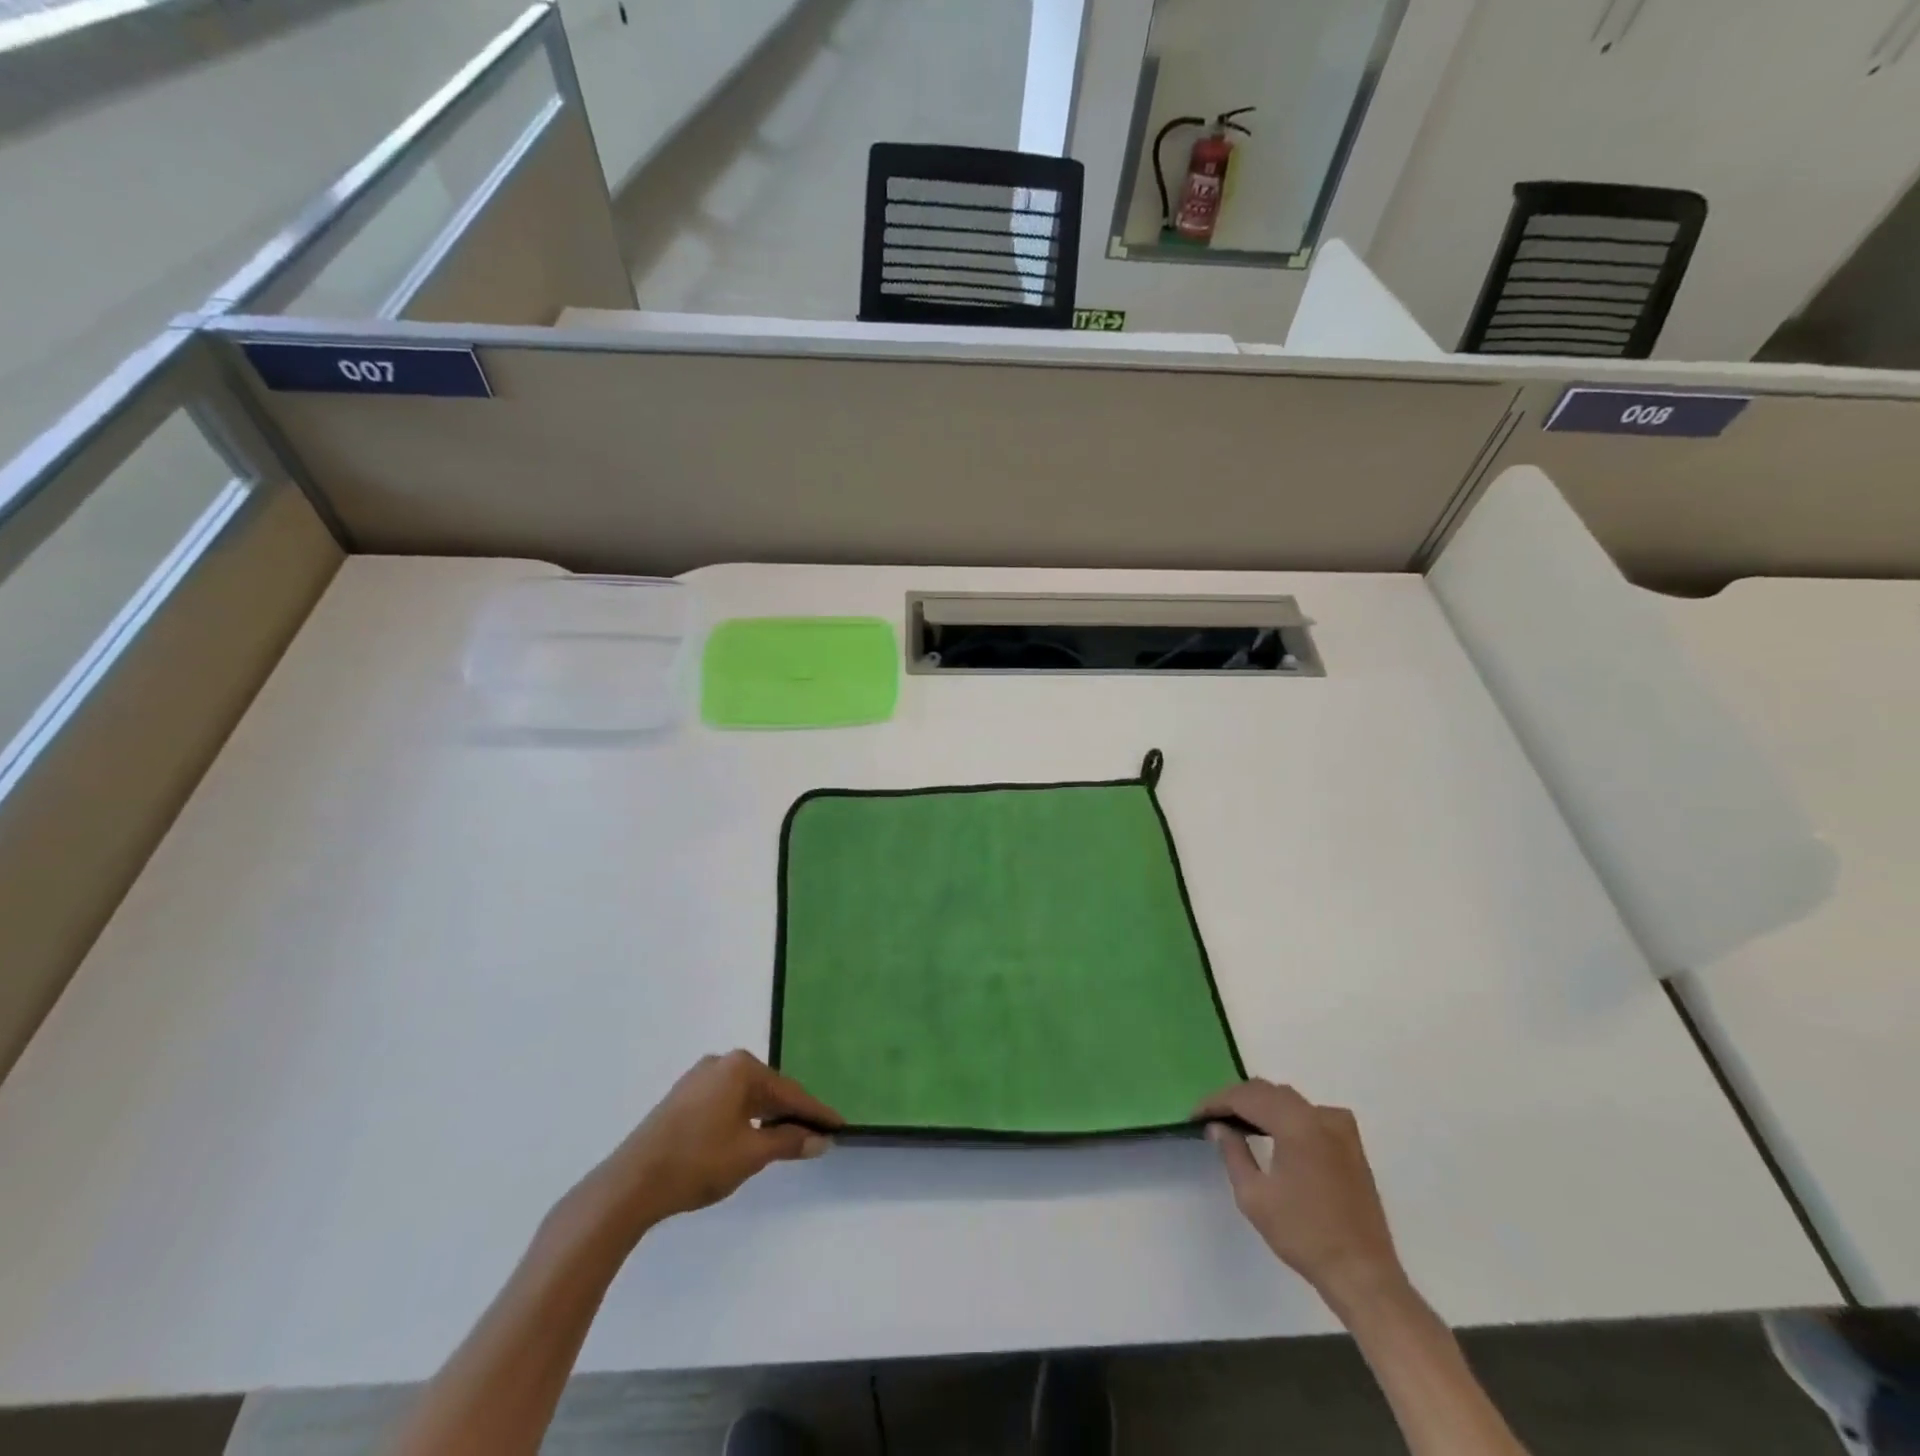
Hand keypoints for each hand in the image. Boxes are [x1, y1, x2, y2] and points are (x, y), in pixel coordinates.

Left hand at [594, 1051, 841, 1233]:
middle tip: (816, 1134)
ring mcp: (698, 1079)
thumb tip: (820, 1139)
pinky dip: (744, 1118)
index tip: (838, 1125)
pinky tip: (752, 1137)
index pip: (789, 1092)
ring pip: (746, 1097)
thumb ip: (788, 1142)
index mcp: (740, 1067)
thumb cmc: (697, 1162)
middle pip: (768, 1090)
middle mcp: (721, 1063)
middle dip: (791, 1113)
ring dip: (767, 1117)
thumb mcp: (751, 1154)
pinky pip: (726, 1102)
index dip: (815, 1112)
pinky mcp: (683, 1098)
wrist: (630, 1184)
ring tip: (788, 1139)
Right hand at [1196, 1080, 1404, 1307]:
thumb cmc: (1303, 1235)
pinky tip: (1275, 1132)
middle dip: (1236, 1100)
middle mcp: (1320, 1115)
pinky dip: (1286, 1115)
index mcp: (1296, 1123)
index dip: (1216, 1102)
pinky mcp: (1351, 1144)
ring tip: (1237, 1122)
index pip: (1246, 1097)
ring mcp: (1340, 1127)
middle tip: (1212, 1117)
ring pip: (1289, 1099)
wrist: (1362, 1274)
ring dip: (1261, 1105)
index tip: (1195, 1115)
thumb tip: (1218, 1126)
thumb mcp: (1254, 1196)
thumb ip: (1232, 1152)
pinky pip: (1310, 1113)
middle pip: (1268, 1091)